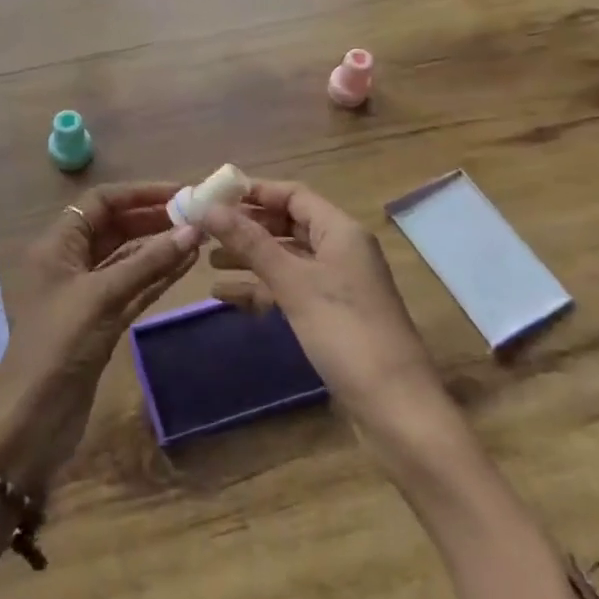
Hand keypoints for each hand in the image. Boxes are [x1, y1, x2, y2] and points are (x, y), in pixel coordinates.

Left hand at [0, 182, 199, 493]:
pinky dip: (158, 276)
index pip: (101, 202)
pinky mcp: (101, 321)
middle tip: (198, 215)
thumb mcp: (102, 296)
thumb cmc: (59, 345)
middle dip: (153, 218)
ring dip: (160, 247)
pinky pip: (133, 287)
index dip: (139, 193)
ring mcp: (87, 293)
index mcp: (58, 245)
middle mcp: (71, 262)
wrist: (33, 419)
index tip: (180, 192)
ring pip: (128, 258)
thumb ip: (148, 263)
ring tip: (200, 235)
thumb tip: (193, 229)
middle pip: (116, 227)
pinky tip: (187, 265)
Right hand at [204, 180, 444, 430]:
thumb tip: (208, 207)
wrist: (394, 405)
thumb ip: (250, 243)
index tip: (212, 196)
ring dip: (249, 258)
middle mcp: (340, 250)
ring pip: (286, 259)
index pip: (293, 195)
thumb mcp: (293, 282)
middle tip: (204, 231)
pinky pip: (290, 289)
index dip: (254, 192)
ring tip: (207, 262)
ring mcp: (337, 284)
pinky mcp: (330, 315)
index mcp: (340, 231)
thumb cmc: (344, 332)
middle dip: (247, 227)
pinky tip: (227, 297)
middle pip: (288, 225)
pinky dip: (261, 289)